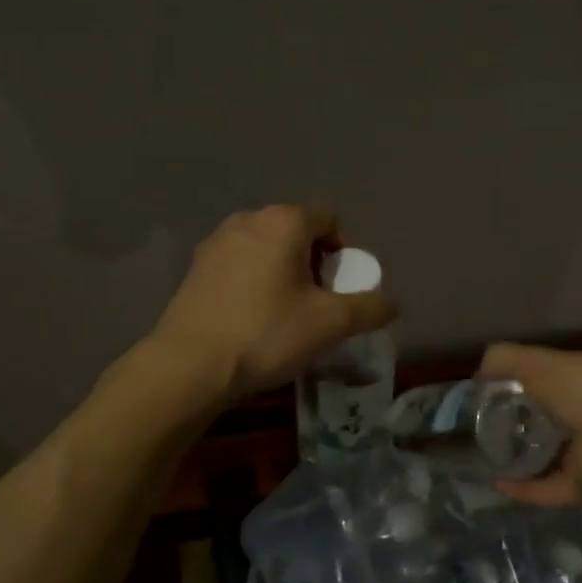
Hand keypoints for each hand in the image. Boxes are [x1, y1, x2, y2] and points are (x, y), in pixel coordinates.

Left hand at [153, 205, 396, 403]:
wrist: (190, 365)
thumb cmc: (267, 333)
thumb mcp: (330, 324)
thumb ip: (369, 308)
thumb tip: (391, 303)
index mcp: (283, 221)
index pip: (329, 217)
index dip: (343, 251)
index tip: (338, 289)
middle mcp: (248, 219)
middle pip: (297, 231)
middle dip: (314, 262)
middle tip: (315, 304)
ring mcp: (216, 241)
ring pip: (267, 248)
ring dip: (283, 272)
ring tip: (283, 314)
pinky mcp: (196, 267)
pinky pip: (240, 264)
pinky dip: (254, 282)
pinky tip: (251, 319)